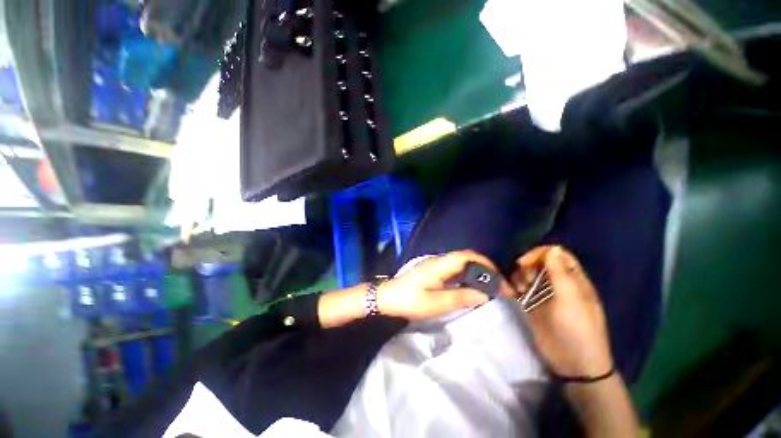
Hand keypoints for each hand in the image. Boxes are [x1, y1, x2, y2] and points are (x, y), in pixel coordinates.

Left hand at [378, 250, 511, 320]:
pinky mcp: (433, 271)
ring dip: (476, 272)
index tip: (500, 282)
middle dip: (484, 269)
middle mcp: (439, 261)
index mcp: (440, 265)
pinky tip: (471, 288)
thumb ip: (460, 298)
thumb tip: (485, 294)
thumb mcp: (435, 304)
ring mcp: (435, 265)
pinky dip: (467, 276)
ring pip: (461, 263)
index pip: (467, 256)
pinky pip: (455, 269)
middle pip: (466, 257)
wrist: (387, 298)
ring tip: (489, 288)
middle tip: (498, 287)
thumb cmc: (409, 301)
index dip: (486, 265)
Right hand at [511, 246, 612, 376]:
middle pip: (539, 263)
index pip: (557, 255)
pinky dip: (514, 287)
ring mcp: (543, 294)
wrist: (573, 364)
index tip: (525, 262)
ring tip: (519, 289)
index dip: (540, 254)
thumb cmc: (577, 329)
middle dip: (528, 266)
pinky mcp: (531, 305)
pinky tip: (513, 293)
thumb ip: (560, 273)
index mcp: (573, 280)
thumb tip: (553, 248)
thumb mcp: (571, 300)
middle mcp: (557, 284)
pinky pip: (519, 288)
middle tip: (525, 280)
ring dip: (520, 276)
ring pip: (527, 274)